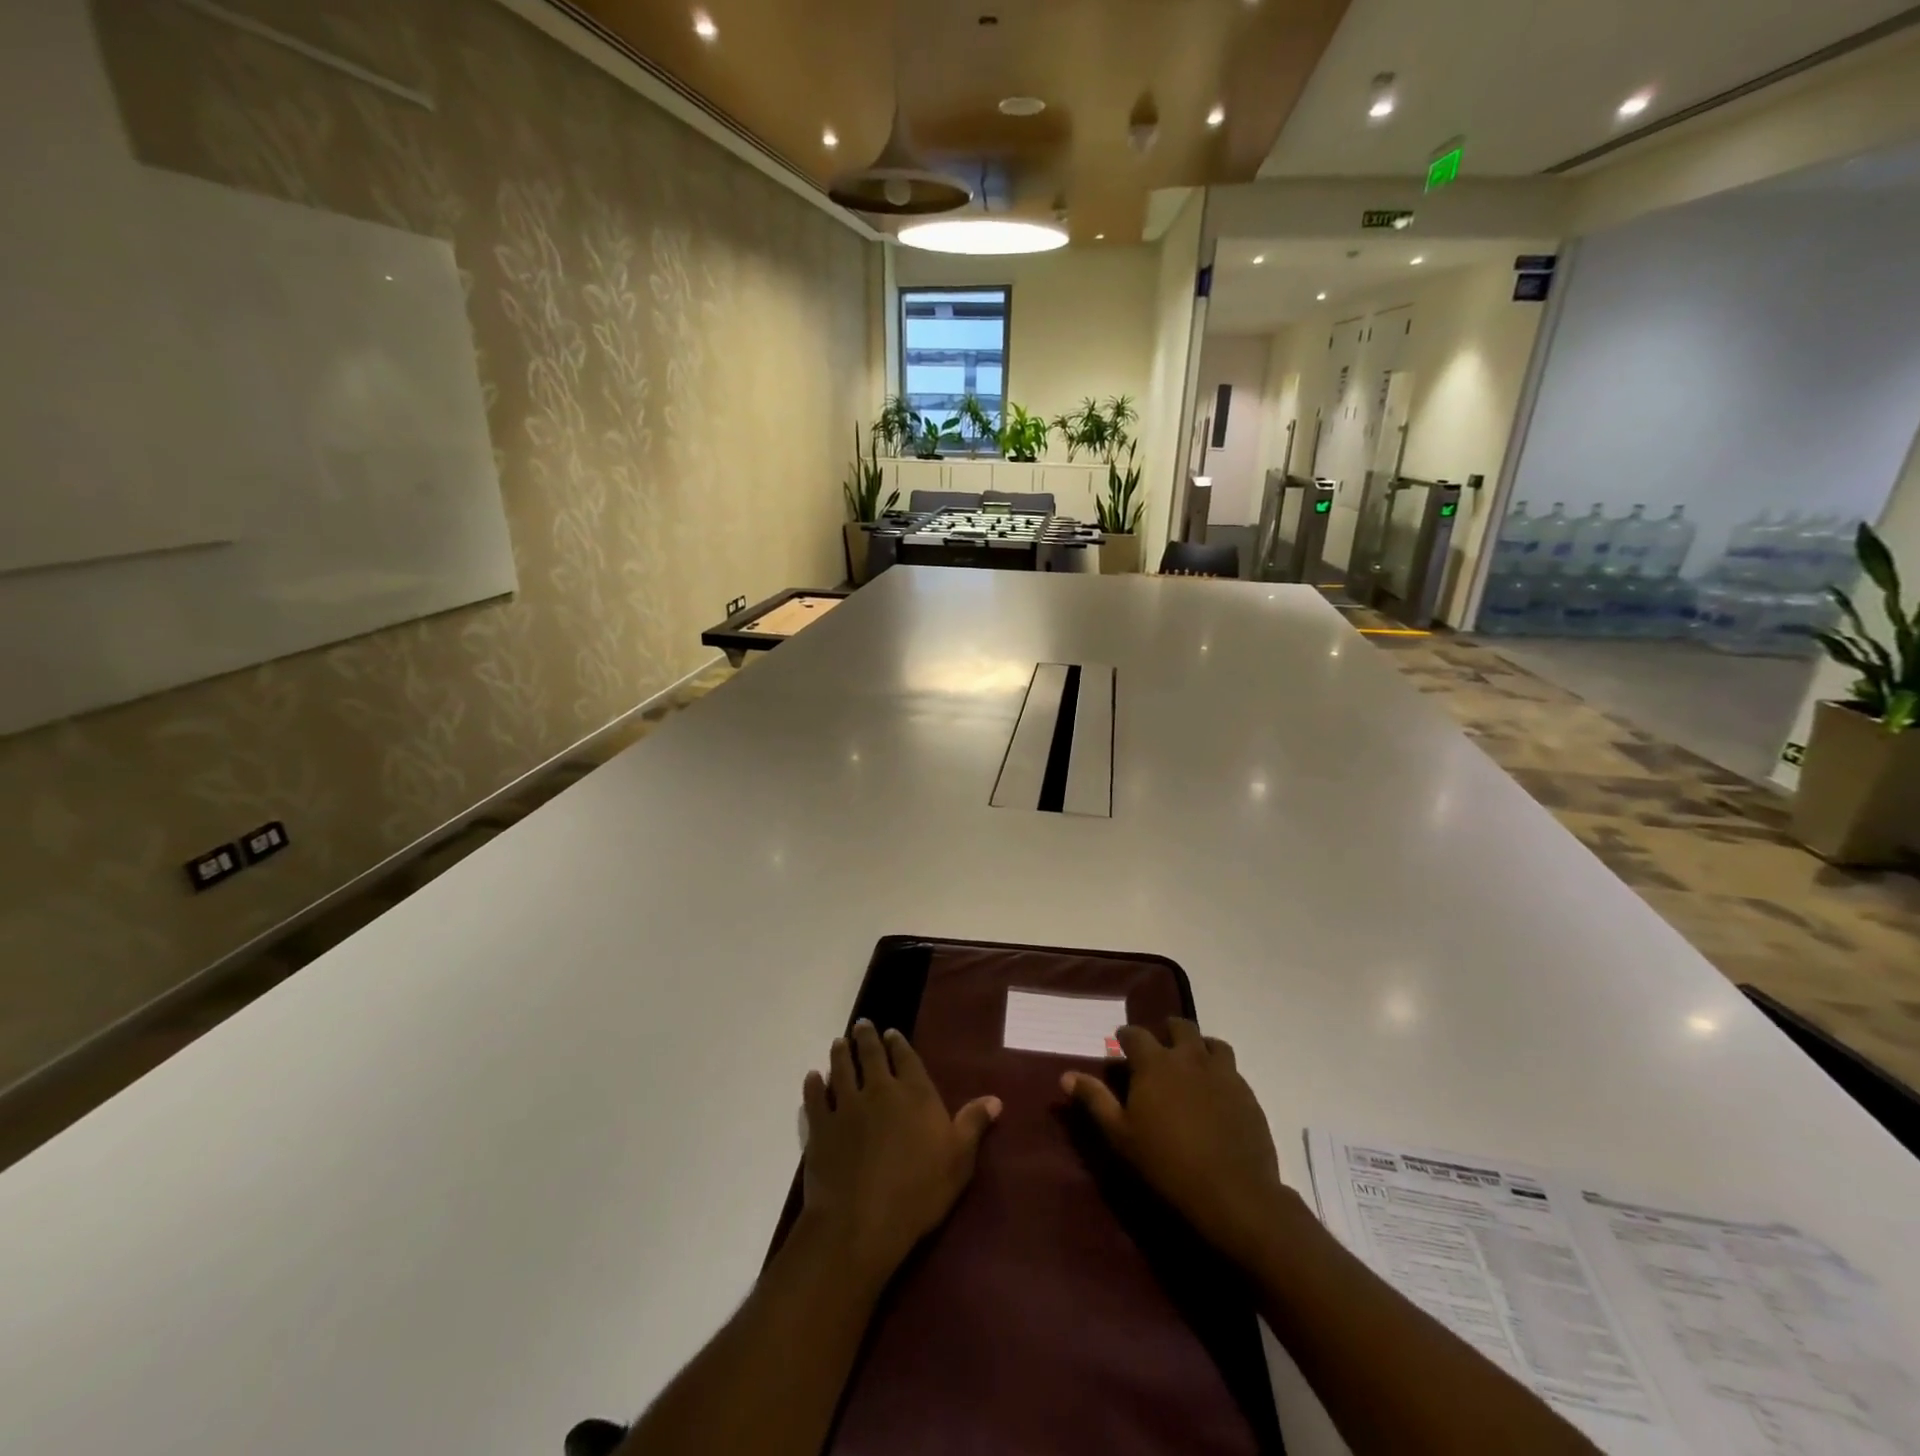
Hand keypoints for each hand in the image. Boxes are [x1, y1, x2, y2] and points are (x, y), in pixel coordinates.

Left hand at [800, 1021, 1001, 1286]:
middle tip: (862, 1025)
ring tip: (839, 1042)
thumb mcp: (959, 1160)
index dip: (898, 1044)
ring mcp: (846, 1106)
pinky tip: (812, 1078)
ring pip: (842, 1069)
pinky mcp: (821, 1127)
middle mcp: (879, 1090)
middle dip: (867, 1038)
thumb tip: (995, 1098)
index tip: (892, 1033)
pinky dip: (813, 1086)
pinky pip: (815, 1098)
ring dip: (840, 1054)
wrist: (862, 1221)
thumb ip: (973, 1124)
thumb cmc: (918, 1191)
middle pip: (871, 1055)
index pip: (906, 1058)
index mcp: (914, 1093)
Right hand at [1062, 1019, 1289, 1271]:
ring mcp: (1222, 1073)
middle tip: (1159, 1050)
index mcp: (1155, 1062)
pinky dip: (1220, 1072)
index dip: (1126, 1037)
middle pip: (1179, 1026)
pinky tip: (1216, 1093)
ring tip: (1192, 1064)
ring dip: (1199, 1046)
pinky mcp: (1247, 1093)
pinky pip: (1232, 1070)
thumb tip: (1066, 1075)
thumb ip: (1094, 1100)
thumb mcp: (1120, 1135)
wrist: (1233, 1194)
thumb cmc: (1166, 1164)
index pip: (1135, 1034)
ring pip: (1211, 1043)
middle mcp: (1189, 1057)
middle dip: (1166, 1031)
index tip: (1121, 1043)